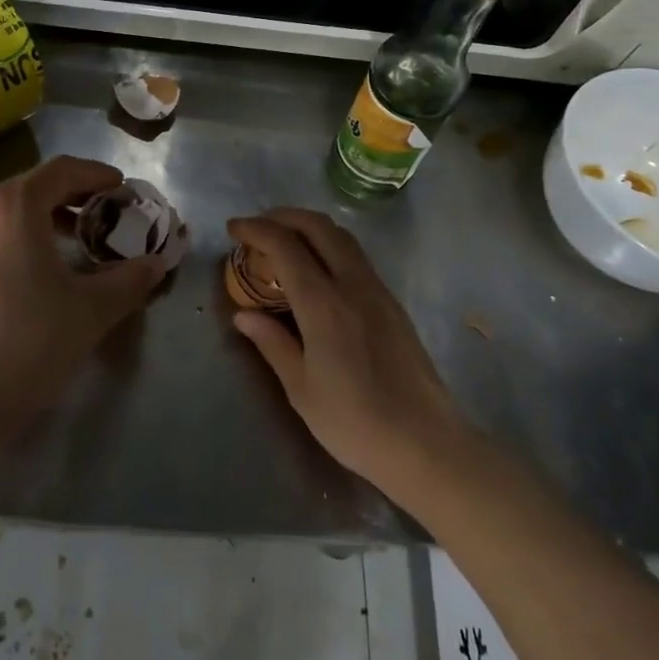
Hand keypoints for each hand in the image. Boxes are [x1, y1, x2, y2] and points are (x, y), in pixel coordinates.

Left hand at [0, 157, 166, 425]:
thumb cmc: (28, 344)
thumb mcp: (91, 310)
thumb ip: (130, 278)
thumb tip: (158, 262)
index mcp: (11, 208)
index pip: (62, 170)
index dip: (97, 174)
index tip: (123, 189)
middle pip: (34, 187)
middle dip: (74, 197)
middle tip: (107, 216)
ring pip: (9, 212)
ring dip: (47, 218)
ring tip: (78, 242)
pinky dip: (21, 238)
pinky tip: (40, 270)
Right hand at [227, 208, 465, 488]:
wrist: (424, 443)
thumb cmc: (354, 422)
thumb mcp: (301, 389)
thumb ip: (272, 343)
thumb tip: (244, 315)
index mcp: (324, 305)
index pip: (285, 246)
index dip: (256, 230)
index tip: (234, 229)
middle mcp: (353, 286)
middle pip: (319, 227)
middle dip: (284, 216)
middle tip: (258, 227)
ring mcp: (378, 292)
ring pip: (343, 238)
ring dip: (310, 228)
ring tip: (285, 241)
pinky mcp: (393, 304)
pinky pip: (357, 258)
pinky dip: (330, 247)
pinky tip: (318, 270)